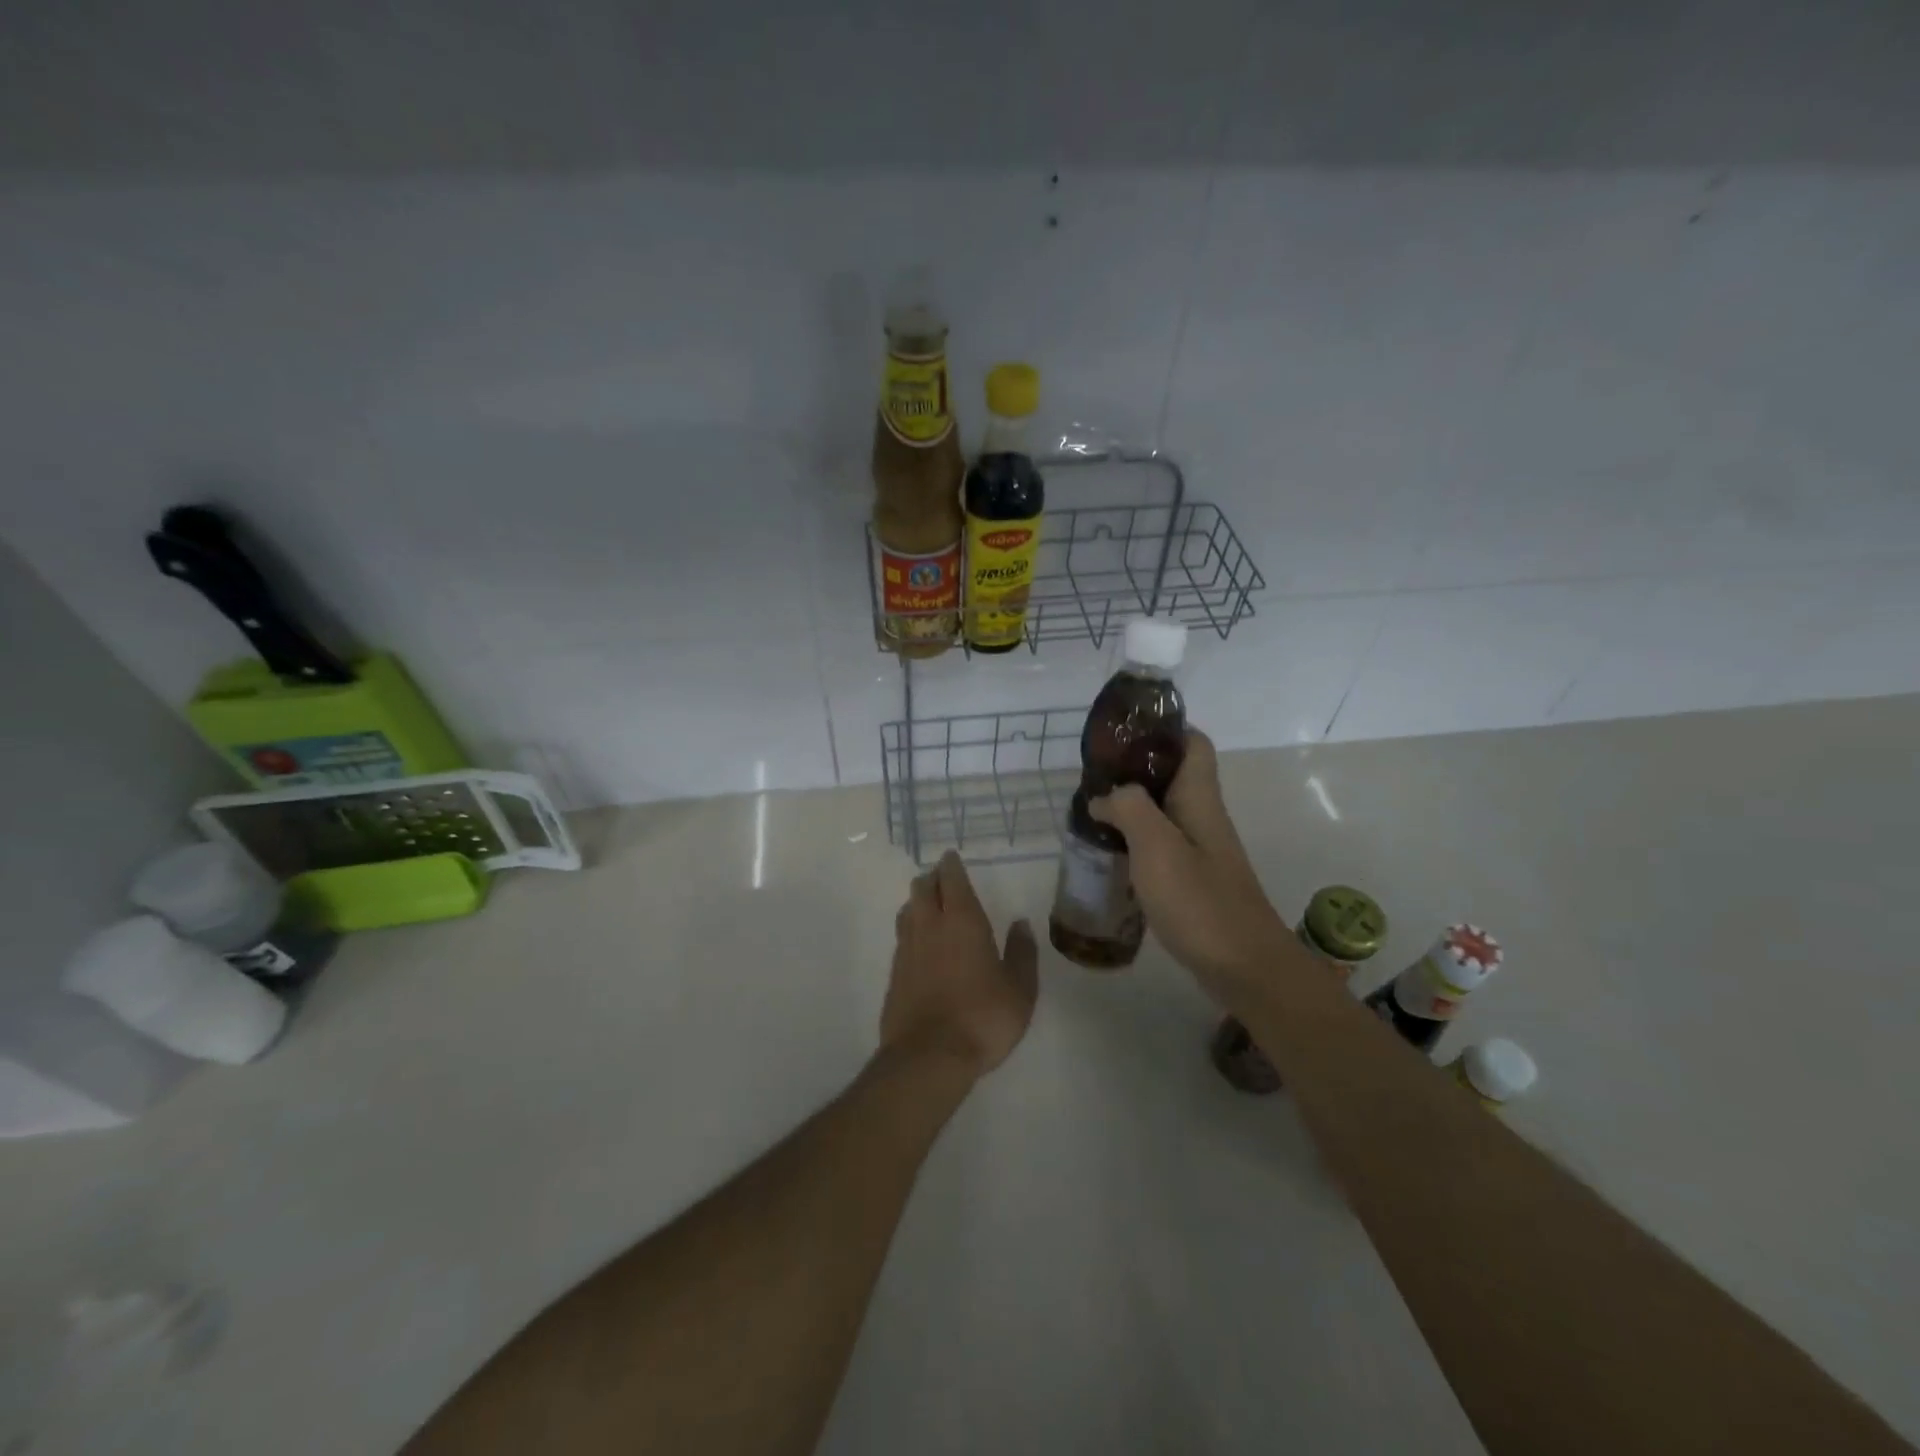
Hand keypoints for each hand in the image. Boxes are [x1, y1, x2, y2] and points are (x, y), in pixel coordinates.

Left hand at [882, 852, 1038, 1076]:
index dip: (951, 865)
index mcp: (962, 921)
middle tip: (943, 880)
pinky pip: (901, 937)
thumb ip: (1022, 953)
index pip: (951, 879)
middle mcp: (929, 926)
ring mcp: (907, 949)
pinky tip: (920, 944)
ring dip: (918, 901)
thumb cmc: (983, 1018)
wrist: (928, 1056)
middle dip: (932, 878)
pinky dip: (910, 929)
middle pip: (922, 888)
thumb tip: (1021, 924)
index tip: (952, 857)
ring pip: (907, 909)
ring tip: (929, 906)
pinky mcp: (894, 973)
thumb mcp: (1020, 989)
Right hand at [1088, 729, 1289, 1001]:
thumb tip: (1104, 796)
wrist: (1246, 969)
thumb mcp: (1156, 847)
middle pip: (1172, 776)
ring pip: (1162, 812)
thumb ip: (1128, 808)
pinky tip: (1108, 855)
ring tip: (1090, 812)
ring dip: (1129, 807)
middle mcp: (1202, 817)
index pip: (1193, 743)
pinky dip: (1133, 842)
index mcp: (1199, 799)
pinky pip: (1159, 846)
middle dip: (1133, 769)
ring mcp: (1199, 851)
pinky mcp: (1193, 881)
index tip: (1122, 732)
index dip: (1163, 728)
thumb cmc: (1201, 903)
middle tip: (1091, 776)